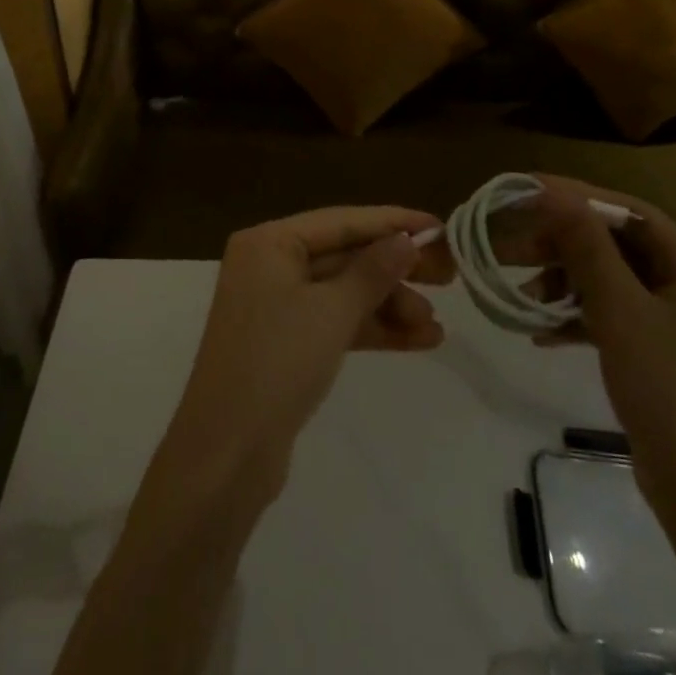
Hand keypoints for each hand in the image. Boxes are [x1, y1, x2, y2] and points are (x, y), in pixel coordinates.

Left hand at [166, 206, 441, 498]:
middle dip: (395, 269)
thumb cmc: (277, 363)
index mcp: (269, 242)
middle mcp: (269, 264)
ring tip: (435, 327)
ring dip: (389, 305)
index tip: (441, 227)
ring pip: (343, 292)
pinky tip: (418, 341)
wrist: (227, 452)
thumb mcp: (332, 311)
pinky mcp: (285, 342)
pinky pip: (336, 322)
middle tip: (448, 277)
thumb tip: (406, 238)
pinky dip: (372, 329)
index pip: (341, 221)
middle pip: (344, 255)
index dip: (392, 222)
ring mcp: (276, 305)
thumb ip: (373, 271)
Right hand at [530, 177, 675, 531]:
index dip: (576, 197)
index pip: (630, 212)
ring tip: (522, 295)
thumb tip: (555, 193)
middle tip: (509, 246)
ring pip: (610, 279)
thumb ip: (587, 248)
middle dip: (562, 245)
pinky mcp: (661, 349)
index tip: (524, 190)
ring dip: (564, 283)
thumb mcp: (621, 312)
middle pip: (617, 244)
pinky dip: (577, 316)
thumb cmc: (669, 392)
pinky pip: (613, 313)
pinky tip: (540, 332)